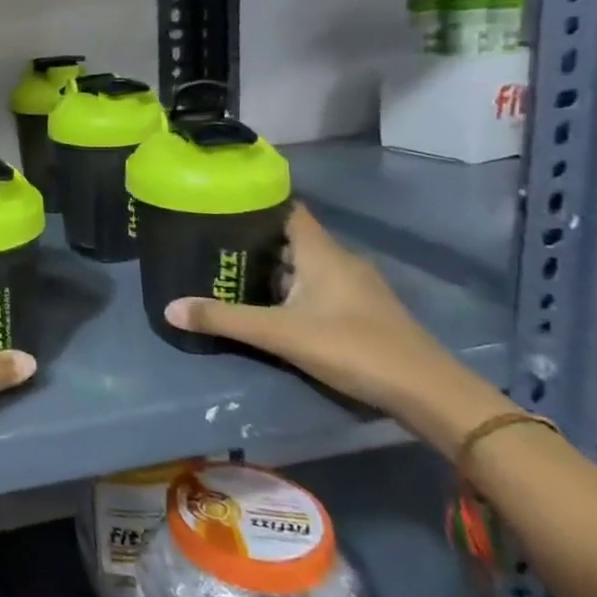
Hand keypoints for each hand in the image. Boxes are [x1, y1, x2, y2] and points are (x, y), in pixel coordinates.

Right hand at [163, 205, 505, 440]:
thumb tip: (169, 308)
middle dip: (255, 240)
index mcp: (321, 252)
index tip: (222, 204)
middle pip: (292, 238)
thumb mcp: (280, 334)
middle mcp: (339, 260)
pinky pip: (319, 287)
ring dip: (274, 268)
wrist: (427, 392)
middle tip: (213, 243)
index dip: (257, 204)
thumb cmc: (352, 347)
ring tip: (232, 273)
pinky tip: (272, 306)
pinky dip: (293, 289)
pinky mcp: (363, 311)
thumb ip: (224, 319)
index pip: (287, 210)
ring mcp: (355, 287)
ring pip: (306, 265)